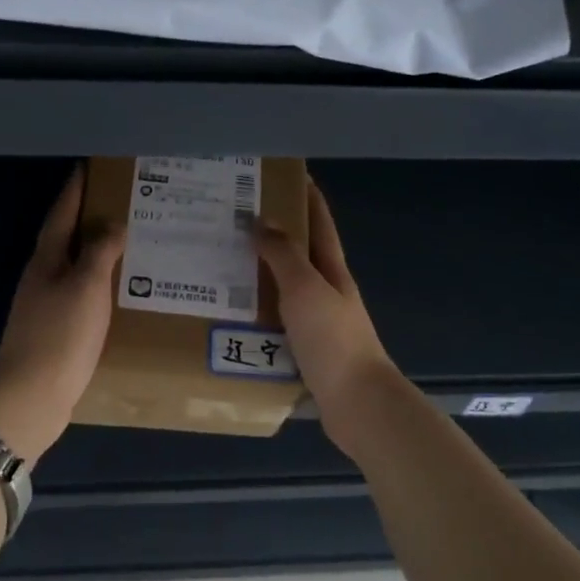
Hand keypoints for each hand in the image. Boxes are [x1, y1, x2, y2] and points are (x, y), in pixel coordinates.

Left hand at [0, 165, 124, 462]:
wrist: (32, 396)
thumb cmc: (60, 335)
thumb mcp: (86, 286)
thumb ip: (100, 251)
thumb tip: (113, 223)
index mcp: (46, 260)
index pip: (61, 215)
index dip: (74, 191)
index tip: (88, 168)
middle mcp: (42, 277)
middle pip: (66, 238)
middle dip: (88, 218)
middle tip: (120, 202)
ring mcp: (46, 306)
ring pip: (75, 267)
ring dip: (96, 251)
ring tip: (127, 241)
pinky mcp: (56, 331)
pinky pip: (82, 294)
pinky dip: (99, 283)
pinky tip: (118, 289)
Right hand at [256, 181, 403, 451]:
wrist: (358, 405)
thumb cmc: (333, 340)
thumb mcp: (306, 289)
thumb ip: (284, 255)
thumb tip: (262, 220)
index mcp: (332, 271)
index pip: (319, 223)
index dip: (305, 196)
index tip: (281, 175)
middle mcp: (327, 292)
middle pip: (299, 255)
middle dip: (272, 235)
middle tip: (232, 222)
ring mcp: (318, 324)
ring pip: (284, 290)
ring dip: (259, 277)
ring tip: (221, 267)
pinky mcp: (305, 352)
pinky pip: (275, 324)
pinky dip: (256, 315)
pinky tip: (231, 317)